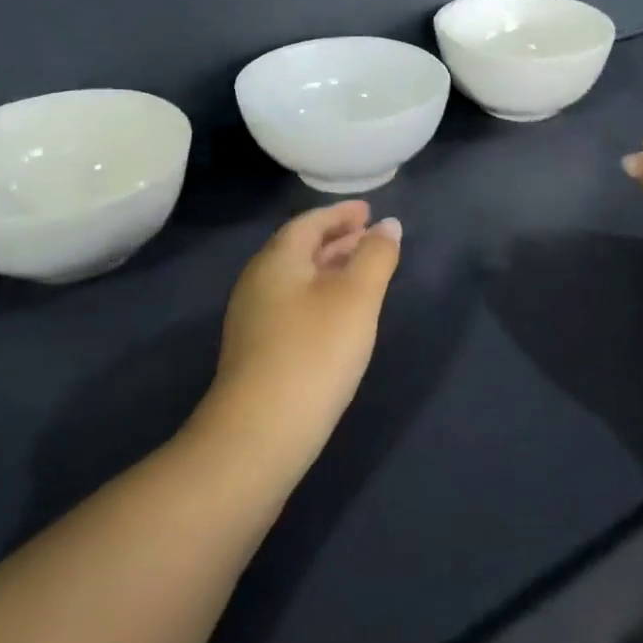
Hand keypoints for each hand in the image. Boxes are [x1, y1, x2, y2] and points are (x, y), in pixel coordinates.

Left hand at [197, 200, 402, 471]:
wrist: (261, 432)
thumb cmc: (315, 351)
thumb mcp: (357, 297)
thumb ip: (376, 255)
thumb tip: (388, 225)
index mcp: (277, 260)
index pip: (310, 222)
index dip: (341, 214)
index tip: (368, 210)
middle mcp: (258, 281)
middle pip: (300, 248)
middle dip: (337, 239)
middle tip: (370, 237)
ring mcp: (253, 318)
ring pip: (297, 278)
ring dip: (330, 268)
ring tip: (362, 272)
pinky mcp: (257, 349)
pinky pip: (293, 303)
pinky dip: (320, 294)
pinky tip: (339, 315)